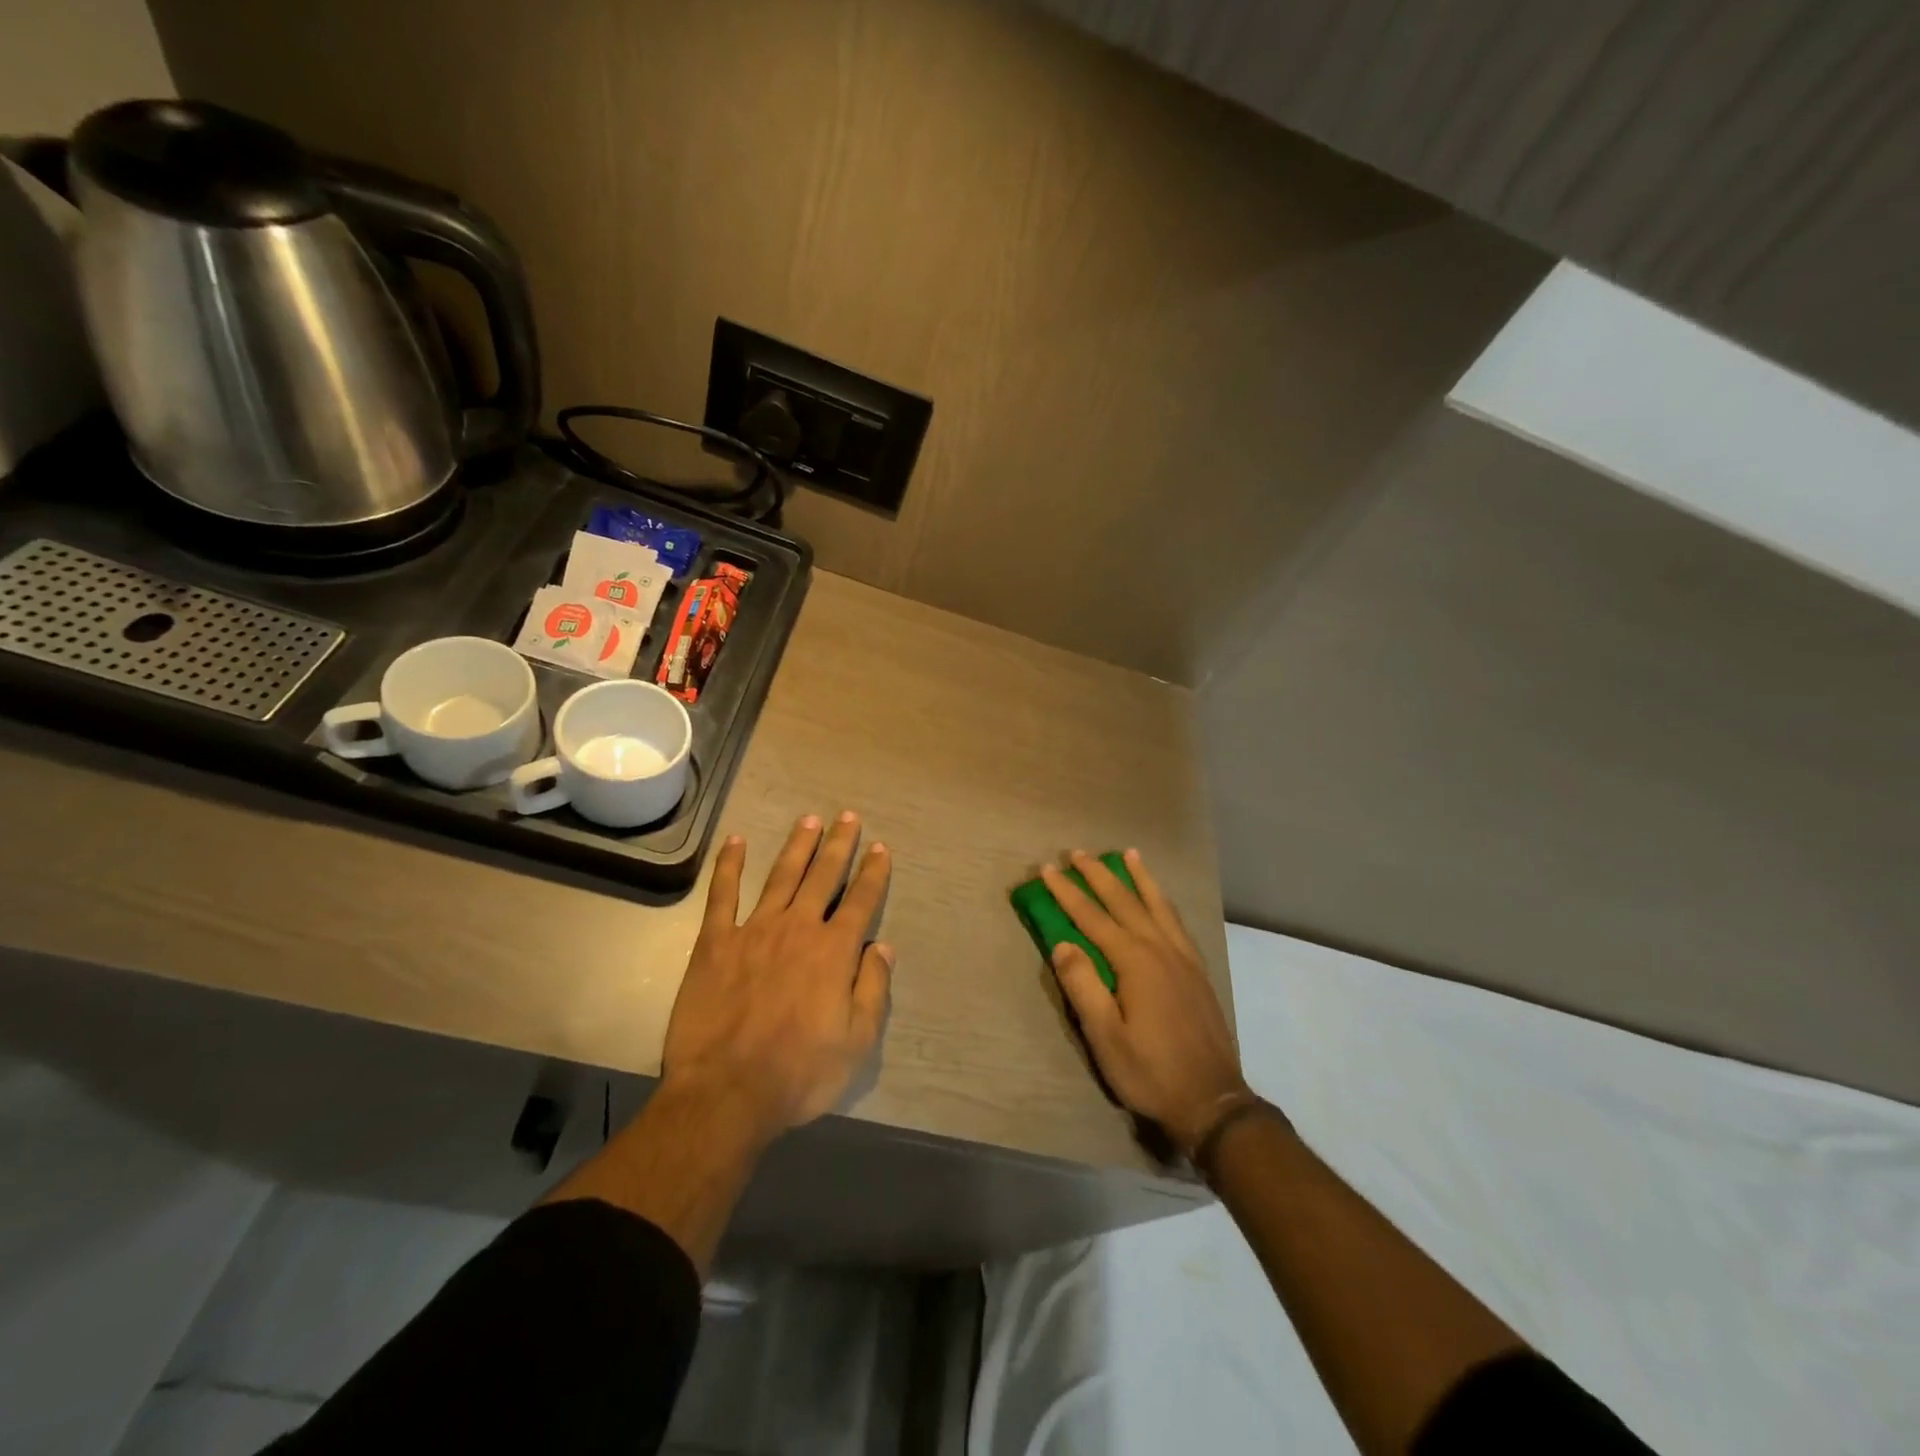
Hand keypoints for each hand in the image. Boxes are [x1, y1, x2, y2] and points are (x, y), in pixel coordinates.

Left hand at [662, 812, 892, 1143]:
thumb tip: (882, 947)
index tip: (881, 848)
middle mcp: (798, 929)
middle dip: (839, 845)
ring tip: (810, 819)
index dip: (874, 873)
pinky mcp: (715, 943)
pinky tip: (736, 841)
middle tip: (848, 816)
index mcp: (834, 952)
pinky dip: (730, 866)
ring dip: (798, 845)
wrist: (726, 1092)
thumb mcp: (856, 1042)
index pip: (861, 901)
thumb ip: (872, 989)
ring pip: (781, 876)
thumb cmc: (799, 1072)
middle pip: (823, 876)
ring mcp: (754, 931)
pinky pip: (723, 895)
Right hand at [1043, 848, 1246, 1152]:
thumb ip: (1083, 986)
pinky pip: (1177, 921)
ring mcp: (1183, 957)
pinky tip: (1160, 898)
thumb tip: (1062, 944)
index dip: (1067, 892)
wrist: (1212, 1100)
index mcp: (1134, 961)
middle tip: (1077, 852)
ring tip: (1127, 854)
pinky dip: (1163, 900)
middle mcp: (1160, 948)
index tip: (1047, 869)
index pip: (1092, 917)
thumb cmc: (1150, 1071)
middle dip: (1098, 875)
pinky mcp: (1197, 970)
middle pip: (1124, 901)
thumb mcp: (1105, 1037)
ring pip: (1157, 904)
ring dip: (1138, 877)